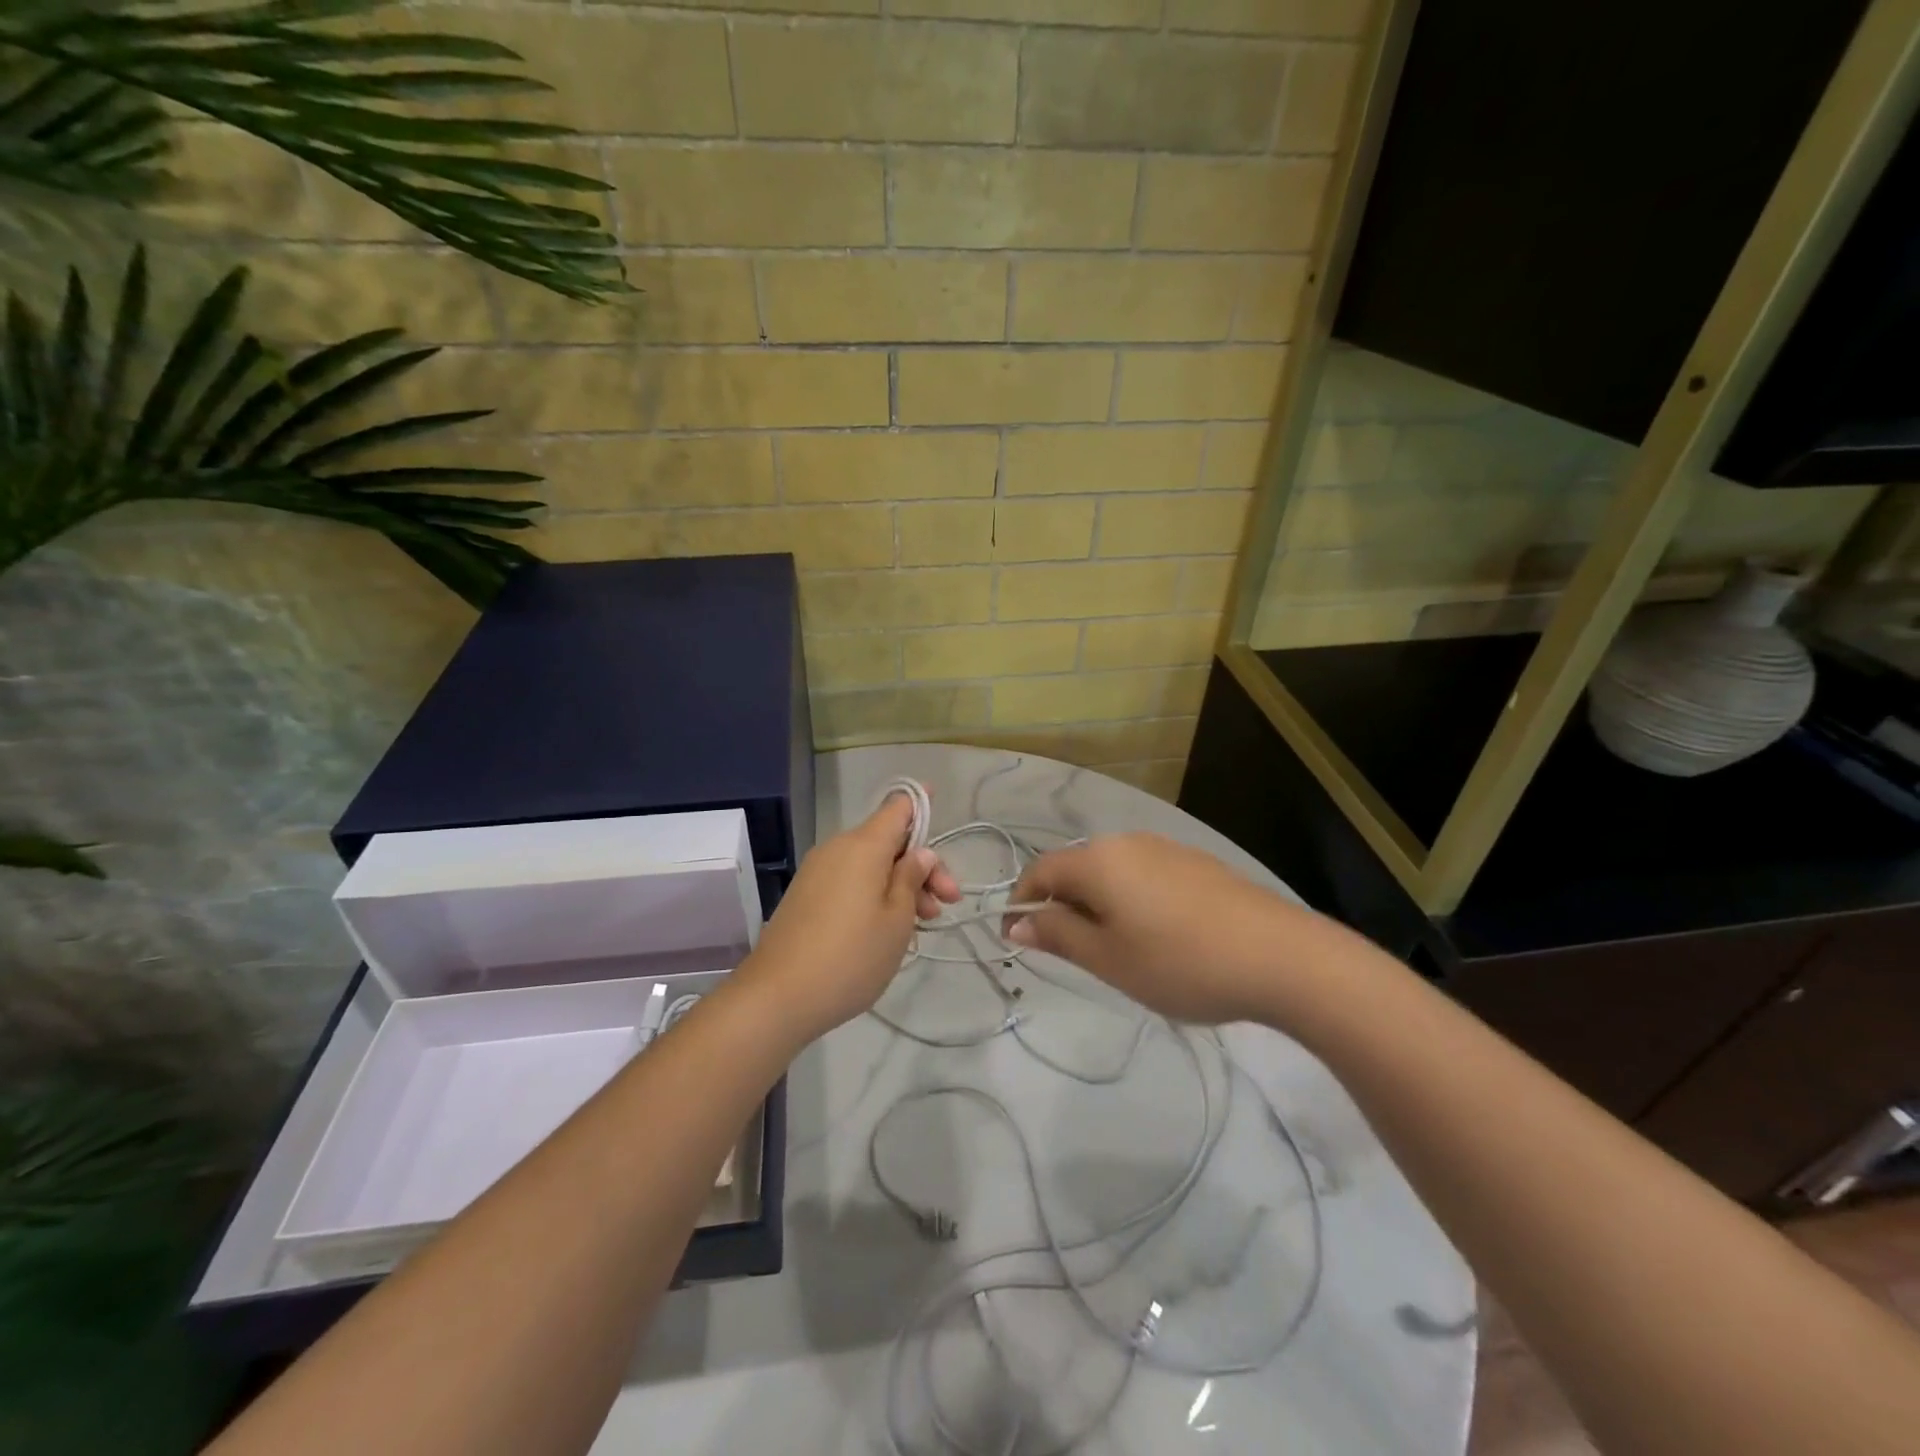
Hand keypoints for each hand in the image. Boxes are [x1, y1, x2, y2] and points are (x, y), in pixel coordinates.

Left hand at [734, 794, 959, 1044]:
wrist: (777, 996)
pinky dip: (874, 895)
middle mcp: (838, 848)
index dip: (921, 804)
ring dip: (900, 885)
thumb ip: (911, 878)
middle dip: (921, 867)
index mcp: (863, 845)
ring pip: (870, 865)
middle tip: (947, 903)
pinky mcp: (806, 896)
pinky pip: (850, 881)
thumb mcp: (897, 919)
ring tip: (922, 924)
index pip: (897, 807)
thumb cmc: (851, 956)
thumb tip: (920, 852)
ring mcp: (818, 872)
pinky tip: (888, 929)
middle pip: (888, 841)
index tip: (941, 806)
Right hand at [1004, 832, 1332, 1026]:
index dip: (1022, 903)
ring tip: (1118, 952)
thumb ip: (1058, 936)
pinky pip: (1144, 876)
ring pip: (1112, 873)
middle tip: (1073, 955)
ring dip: (1099, 905)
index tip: (1019, 942)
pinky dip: (1132, 901)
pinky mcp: (1197, 863)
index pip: (1039, 871)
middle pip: (1076, 868)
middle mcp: (1127, 842)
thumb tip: (1017, 924)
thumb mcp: (1108, 959)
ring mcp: (1166, 849)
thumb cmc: (1180, 962)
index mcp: (1098, 860)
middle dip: (1063, 907)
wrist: (1282, 956)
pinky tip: (1159, 938)